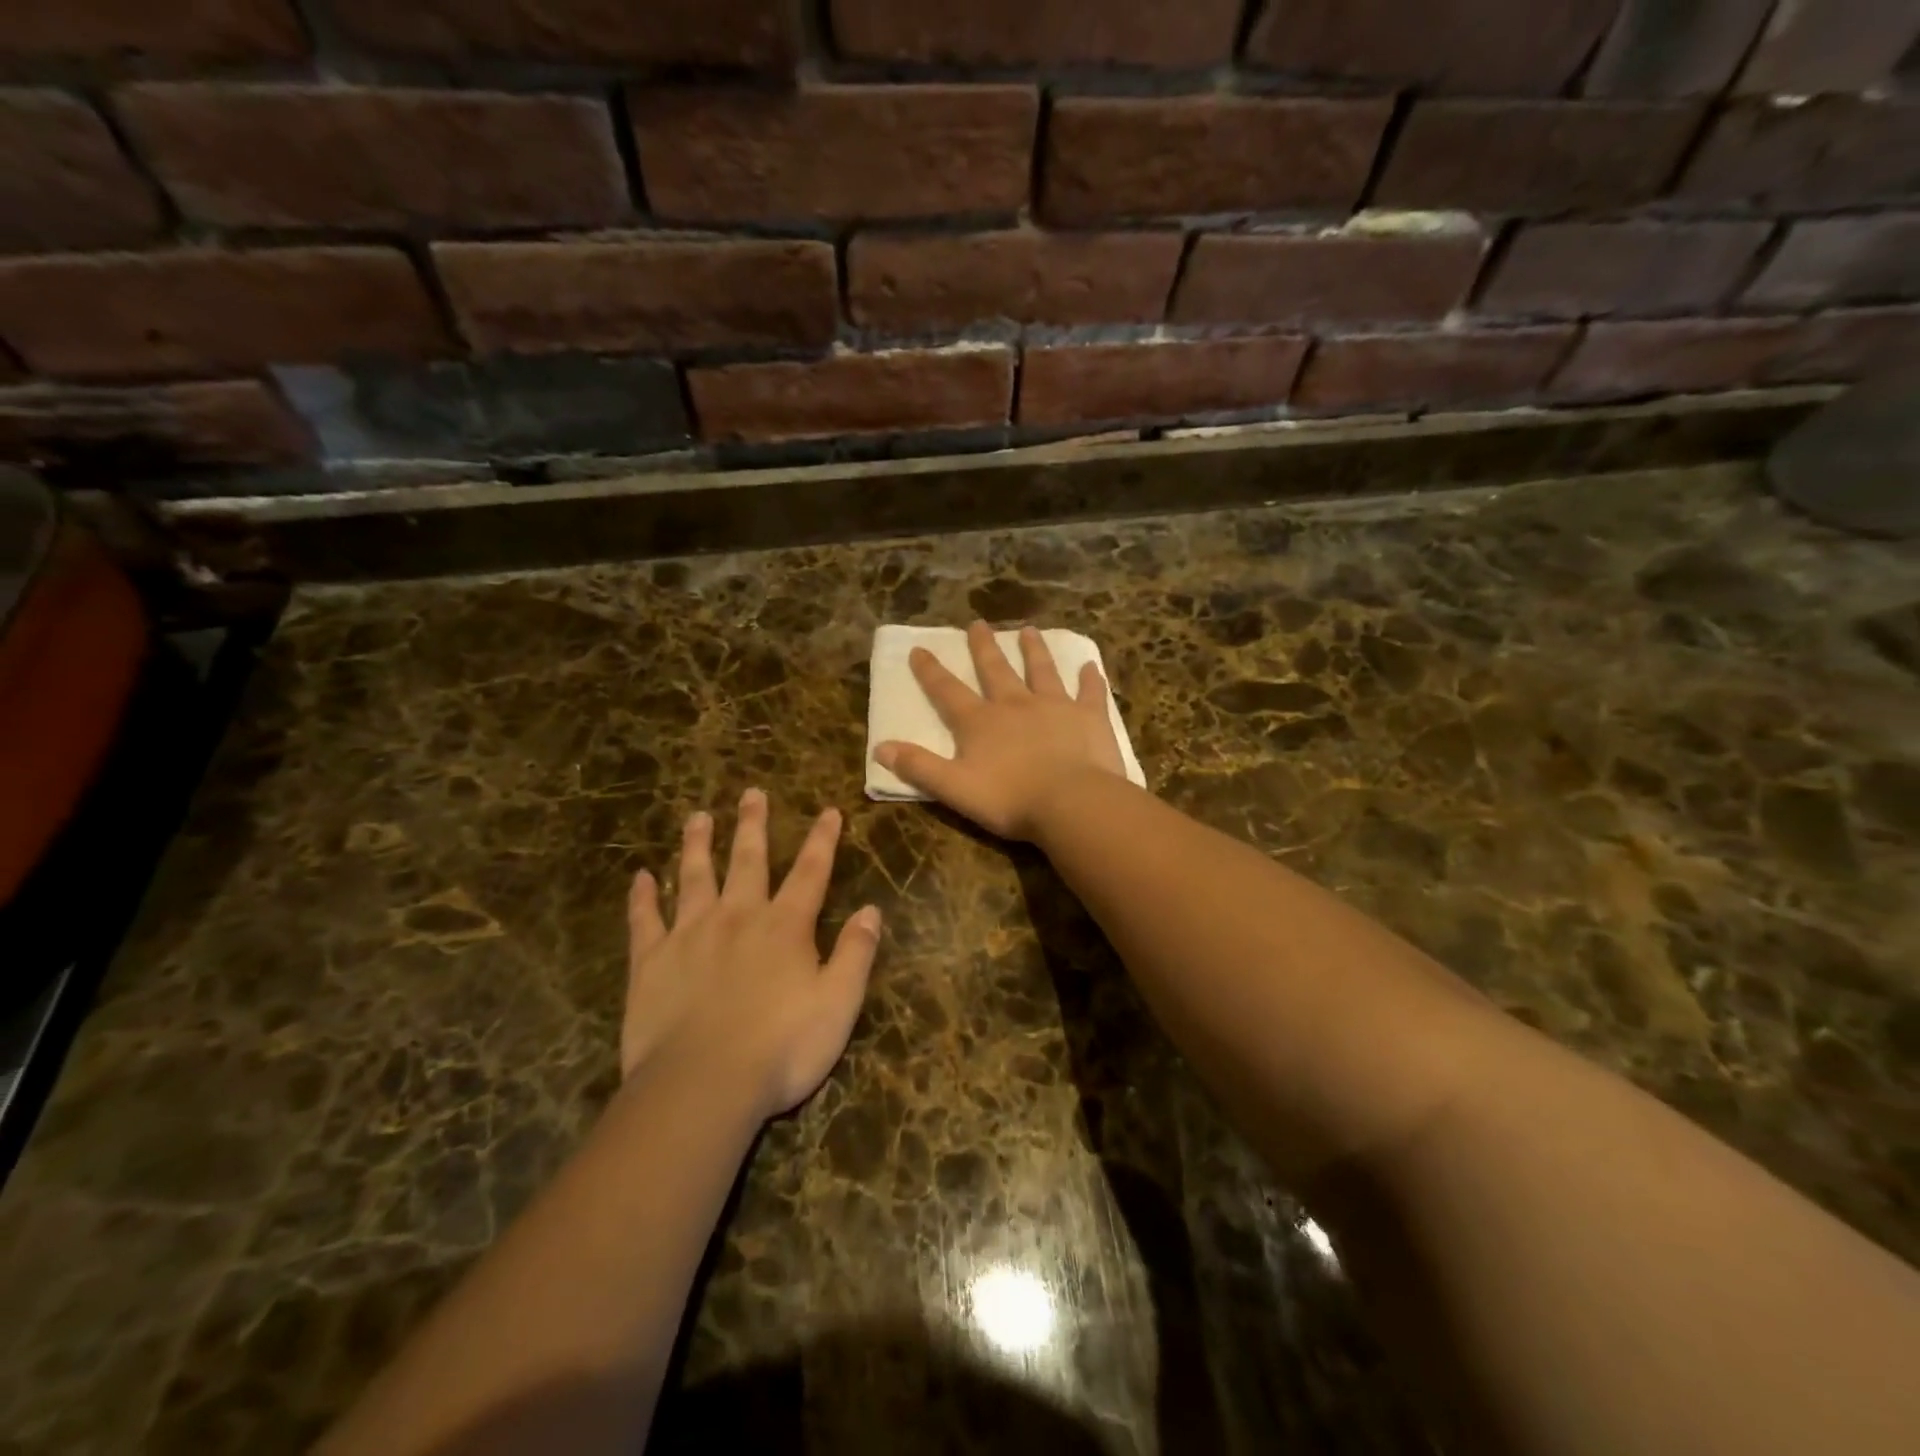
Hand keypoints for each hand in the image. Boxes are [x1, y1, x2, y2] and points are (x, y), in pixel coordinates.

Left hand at [623, 789, 880, 1119]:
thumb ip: (855, 953)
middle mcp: (738, 918)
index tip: (828, 810)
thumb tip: (871, 910)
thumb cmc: (780, 1048)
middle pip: (748, 860)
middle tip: (751, 793)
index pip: (810, 872)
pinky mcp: (651, 962)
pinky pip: (645, 921)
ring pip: (695, 877)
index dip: (822, 840)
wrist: (701, 1086)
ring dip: (698, 845)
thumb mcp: (838, 1004)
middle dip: (753, 825)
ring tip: (698, 816)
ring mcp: (690, 936)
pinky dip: (642, 897)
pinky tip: (640, 877)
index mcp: (785, 927)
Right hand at [873, 621, 1127, 840]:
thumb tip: (880, 748)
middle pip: (995, 670)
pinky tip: (1091, 665)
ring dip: (1033, 651)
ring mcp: (1055, 706)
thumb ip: (918, 767)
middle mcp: (1015, 704)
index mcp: (980, 722)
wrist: (1072, 803)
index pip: (948, 691)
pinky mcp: (1089, 717)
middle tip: (978, 623)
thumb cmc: (1010, 799)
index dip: (931, 671)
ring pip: (1041, 671)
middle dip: (984, 647)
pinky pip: (1090, 692)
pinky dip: (1090, 679)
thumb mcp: (954, 788)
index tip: (920, 649)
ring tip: (1028, 631)